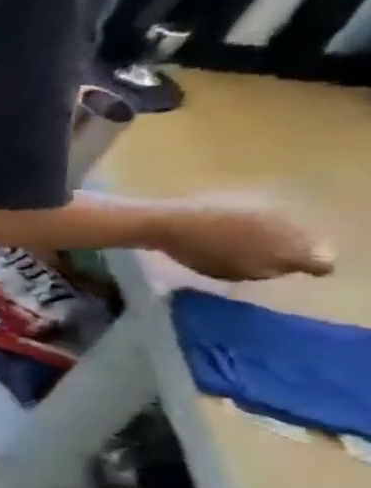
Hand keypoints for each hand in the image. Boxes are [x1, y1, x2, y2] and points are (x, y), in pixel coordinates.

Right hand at [152, 195, 334, 282]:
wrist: (167, 227)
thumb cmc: (218, 213)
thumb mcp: (267, 214)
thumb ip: (296, 235)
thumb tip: (317, 252)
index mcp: (284, 255)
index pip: (320, 266)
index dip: (315, 255)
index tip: (303, 244)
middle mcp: (265, 271)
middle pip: (288, 267)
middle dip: (282, 255)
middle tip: (264, 237)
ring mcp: (237, 275)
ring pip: (261, 269)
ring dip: (257, 258)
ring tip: (238, 240)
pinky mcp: (212, 274)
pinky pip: (236, 270)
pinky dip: (233, 261)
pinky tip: (217, 246)